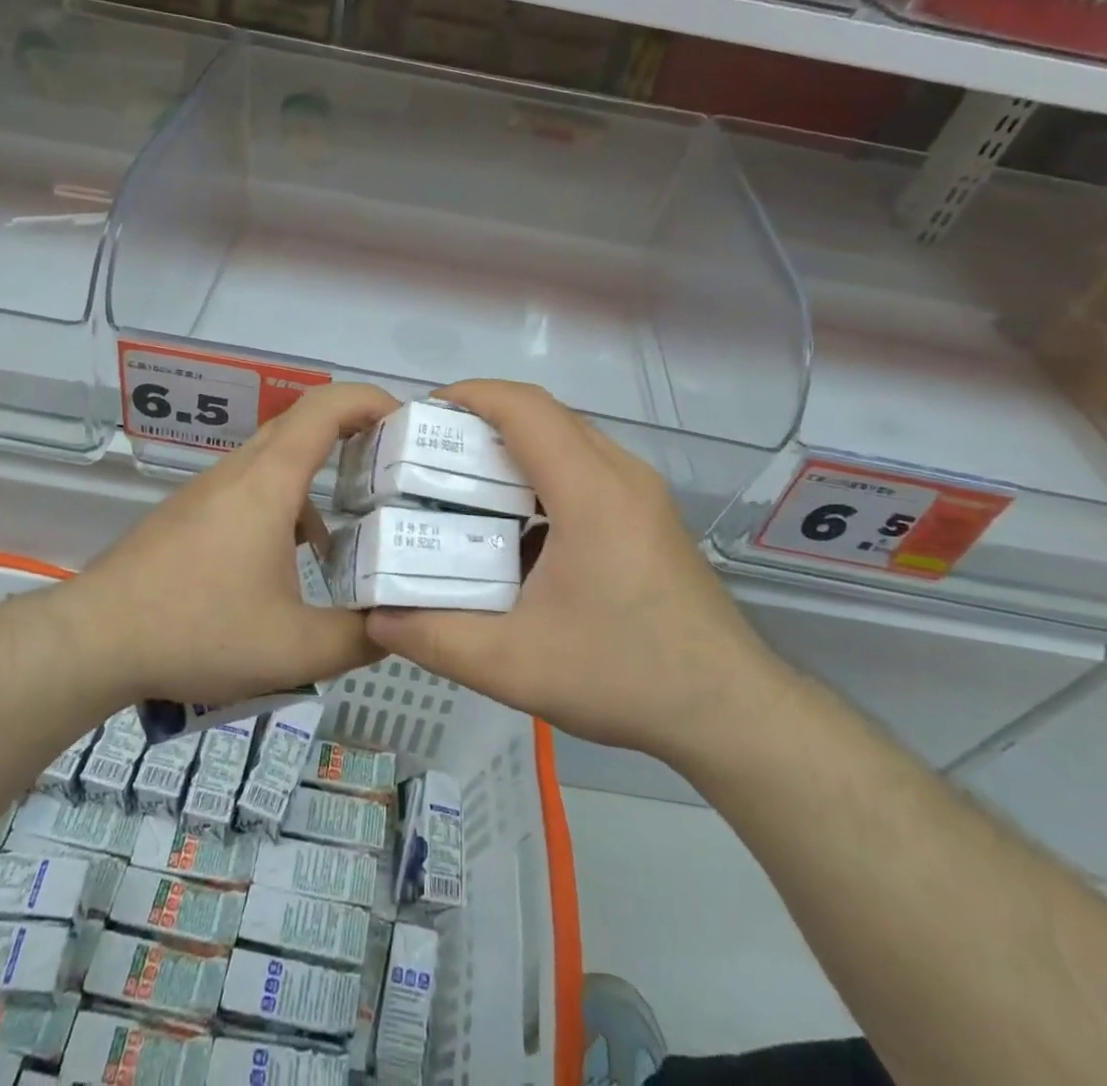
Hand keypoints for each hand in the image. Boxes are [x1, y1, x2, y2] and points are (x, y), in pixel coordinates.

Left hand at [72, 382, 399, 709]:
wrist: (94, 639)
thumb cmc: (197, 629)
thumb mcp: (295, 648)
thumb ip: (360, 638)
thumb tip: (400, 625)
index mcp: (269, 481)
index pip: (327, 407)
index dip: (372, 400)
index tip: (409, 422)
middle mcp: (240, 471)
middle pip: (303, 423)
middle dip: (356, 431)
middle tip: (397, 465)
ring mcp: (210, 489)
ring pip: (277, 458)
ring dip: (321, 472)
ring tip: (358, 517)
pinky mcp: (191, 513)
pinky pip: (252, 487)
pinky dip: (289, 502)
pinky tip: (297, 559)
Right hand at [365, 380, 777, 757]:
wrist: (730, 711)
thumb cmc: (624, 676)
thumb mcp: (514, 667)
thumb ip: (435, 639)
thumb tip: (376, 618)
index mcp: (589, 491)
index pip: (524, 407)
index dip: (469, 395)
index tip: (421, 415)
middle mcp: (620, 474)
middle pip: (545, 415)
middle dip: (483, 419)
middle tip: (429, 454)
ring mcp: (641, 492)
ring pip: (568, 438)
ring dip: (515, 445)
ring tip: (464, 484)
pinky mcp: (649, 514)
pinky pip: (587, 467)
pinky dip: (542, 473)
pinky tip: (517, 525)